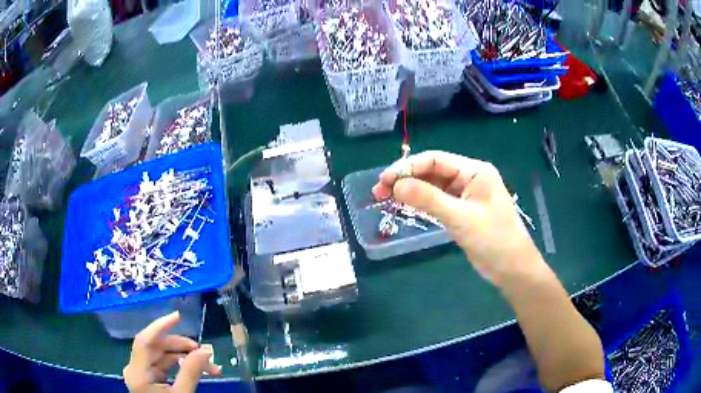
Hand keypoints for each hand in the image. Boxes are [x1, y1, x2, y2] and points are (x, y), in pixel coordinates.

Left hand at [123, 311, 220, 392]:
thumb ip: (191, 373)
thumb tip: (206, 350)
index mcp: (138, 373)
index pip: (145, 341)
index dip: (160, 326)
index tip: (178, 316)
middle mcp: (135, 369)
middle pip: (155, 348)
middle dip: (181, 347)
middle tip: (205, 352)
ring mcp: (141, 374)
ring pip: (161, 356)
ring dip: (184, 357)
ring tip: (208, 365)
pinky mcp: (148, 378)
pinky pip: (162, 365)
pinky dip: (179, 365)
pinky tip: (194, 368)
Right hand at [372, 151, 544, 287]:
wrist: (513, 268)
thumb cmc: (494, 240)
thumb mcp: (461, 218)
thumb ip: (428, 199)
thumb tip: (395, 184)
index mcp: (474, 171)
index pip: (435, 160)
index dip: (408, 167)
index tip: (384, 181)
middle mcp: (470, 178)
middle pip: (432, 172)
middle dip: (406, 179)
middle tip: (379, 193)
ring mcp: (466, 195)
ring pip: (433, 187)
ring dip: (411, 192)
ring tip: (386, 200)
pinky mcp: (462, 211)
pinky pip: (438, 201)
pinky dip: (422, 203)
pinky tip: (405, 207)